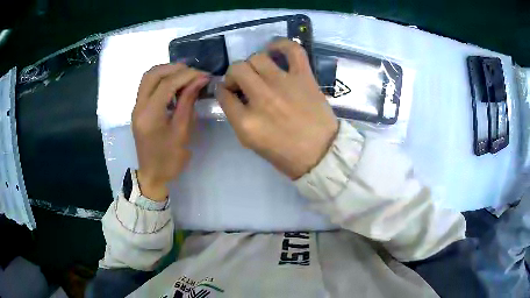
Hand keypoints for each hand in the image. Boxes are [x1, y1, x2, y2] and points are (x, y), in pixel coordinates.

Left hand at [132, 64, 208, 200]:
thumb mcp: (182, 132)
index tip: (204, 75)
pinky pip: (147, 86)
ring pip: (148, 77)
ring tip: (185, 75)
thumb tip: (200, 80)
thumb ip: (188, 102)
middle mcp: (138, 107)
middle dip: (174, 68)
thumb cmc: (169, 159)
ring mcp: (136, 107)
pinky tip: (175, 85)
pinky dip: (161, 80)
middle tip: (193, 72)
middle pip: (152, 74)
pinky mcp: (138, 109)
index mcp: (149, 115)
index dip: (187, 75)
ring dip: (166, 71)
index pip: (166, 84)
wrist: (152, 175)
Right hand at [216, 39, 337, 179]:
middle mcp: (262, 98)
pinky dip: (281, 44)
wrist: (322, 153)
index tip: (228, 91)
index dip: (223, 90)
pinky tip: (274, 49)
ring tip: (259, 71)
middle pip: (237, 70)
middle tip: (242, 82)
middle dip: (234, 74)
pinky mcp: (304, 77)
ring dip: (252, 63)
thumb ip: (238, 118)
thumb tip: (233, 95)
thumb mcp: (252, 143)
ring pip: (257, 57)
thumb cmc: (287, 154)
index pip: (223, 94)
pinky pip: (292, 50)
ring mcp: (284, 84)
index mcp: (247, 122)